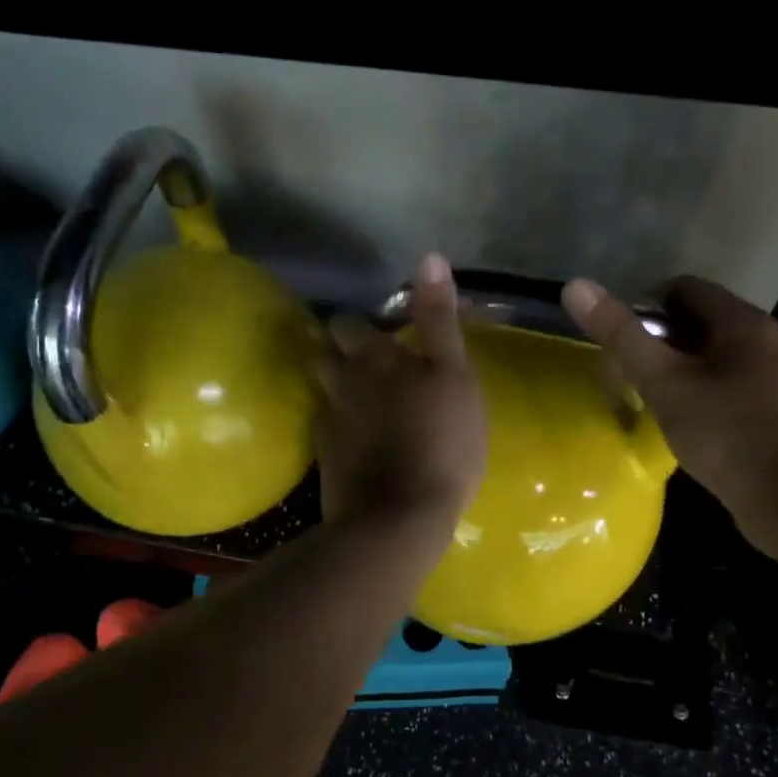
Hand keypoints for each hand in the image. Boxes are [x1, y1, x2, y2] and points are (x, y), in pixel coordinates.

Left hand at [315, 254, 486, 529]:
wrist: (398, 518)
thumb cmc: (440, 440)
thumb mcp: (453, 374)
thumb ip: (438, 318)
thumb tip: (428, 258)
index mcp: (372, 356)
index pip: (349, 323)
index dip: (363, 325)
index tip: (383, 332)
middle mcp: (341, 381)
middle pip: (327, 352)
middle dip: (341, 350)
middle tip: (372, 362)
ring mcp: (329, 421)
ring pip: (324, 389)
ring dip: (337, 385)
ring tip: (363, 397)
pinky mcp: (326, 458)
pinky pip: (328, 427)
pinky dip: (341, 424)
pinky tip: (360, 438)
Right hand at [561, 275, 777, 540]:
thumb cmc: (728, 433)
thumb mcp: (664, 382)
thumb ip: (621, 335)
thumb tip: (575, 286)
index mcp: (741, 322)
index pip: (682, 287)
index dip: (642, 306)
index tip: (617, 341)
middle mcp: (762, 340)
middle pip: (695, 321)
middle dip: (656, 341)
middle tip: (625, 373)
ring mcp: (772, 377)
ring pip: (709, 356)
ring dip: (674, 370)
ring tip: (646, 399)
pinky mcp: (773, 411)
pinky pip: (724, 385)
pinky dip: (696, 394)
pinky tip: (680, 423)